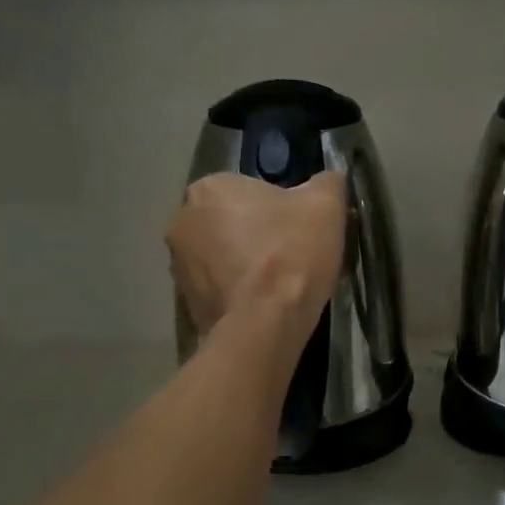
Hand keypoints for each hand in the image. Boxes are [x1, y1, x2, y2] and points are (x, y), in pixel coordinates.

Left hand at [167, 172, 345, 339]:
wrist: (265, 325)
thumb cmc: (291, 253)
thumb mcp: (326, 205)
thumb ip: (326, 182)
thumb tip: (328, 180)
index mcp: (209, 187)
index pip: (249, 189)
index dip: (280, 208)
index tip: (300, 228)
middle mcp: (182, 219)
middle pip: (232, 221)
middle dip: (258, 234)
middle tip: (293, 255)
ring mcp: (177, 264)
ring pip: (223, 255)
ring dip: (245, 263)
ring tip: (280, 285)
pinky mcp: (184, 301)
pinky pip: (218, 287)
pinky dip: (238, 291)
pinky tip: (264, 305)